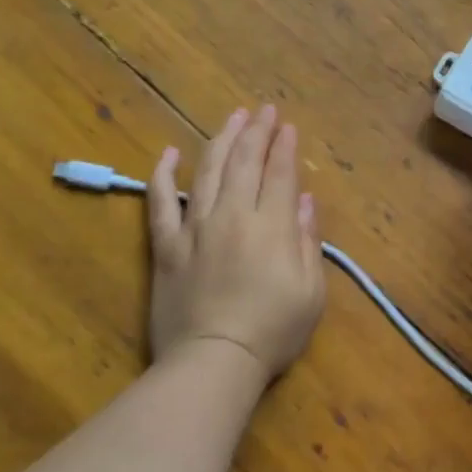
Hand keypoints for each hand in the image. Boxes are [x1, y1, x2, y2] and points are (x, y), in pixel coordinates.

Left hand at [147, 106, 326, 388]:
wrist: (213, 361)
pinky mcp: (166, 245)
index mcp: (270, 226)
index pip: (278, 174)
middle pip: (245, 163)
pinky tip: (170, 153)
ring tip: (232, 118)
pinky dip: (163, 174)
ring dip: (221, 140)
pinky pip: (160, 202)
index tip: (288, 126)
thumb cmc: (272, 331)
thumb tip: (303, 200)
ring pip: (208, 171)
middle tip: (264, 110)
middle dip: (257, 132)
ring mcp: (195, 228)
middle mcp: (232, 216)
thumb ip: (307, 240)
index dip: (284, 147)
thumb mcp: (311, 291)